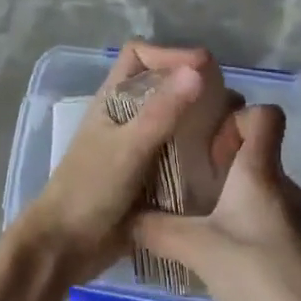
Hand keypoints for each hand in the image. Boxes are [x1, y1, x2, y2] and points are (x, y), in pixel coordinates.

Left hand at [16, 41, 219, 283]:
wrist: (66, 247)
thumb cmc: (89, 190)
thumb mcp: (128, 148)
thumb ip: (162, 111)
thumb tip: (198, 69)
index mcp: (114, 99)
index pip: (140, 54)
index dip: (168, 53)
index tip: (202, 68)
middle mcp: (128, 116)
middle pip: (164, 85)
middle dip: (195, 87)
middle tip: (230, 104)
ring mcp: (140, 147)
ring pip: (176, 120)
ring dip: (202, 122)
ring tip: (235, 132)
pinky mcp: (151, 176)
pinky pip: (181, 154)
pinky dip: (200, 153)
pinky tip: (224, 162)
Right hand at [131, 105, 300, 300]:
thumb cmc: (257, 270)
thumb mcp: (195, 249)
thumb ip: (155, 229)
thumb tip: (123, 215)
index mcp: (260, 170)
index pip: (267, 115)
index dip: (239, 115)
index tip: (209, 140)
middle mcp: (282, 183)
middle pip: (258, 150)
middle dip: (223, 157)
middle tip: (190, 177)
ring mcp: (295, 215)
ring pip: (261, 185)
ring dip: (232, 192)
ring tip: (200, 217)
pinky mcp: (300, 244)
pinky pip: (268, 215)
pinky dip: (245, 221)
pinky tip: (224, 252)